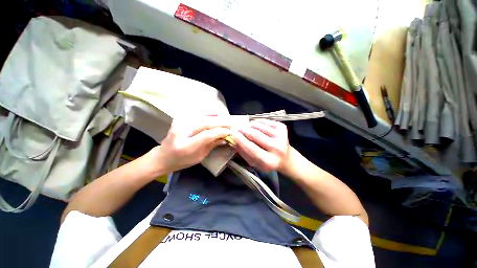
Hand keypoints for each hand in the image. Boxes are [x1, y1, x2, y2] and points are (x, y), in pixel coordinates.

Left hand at [150, 116, 230, 173]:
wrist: (163, 157)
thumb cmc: (182, 161)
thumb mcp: (199, 157)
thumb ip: (212, 145)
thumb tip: (225, 138)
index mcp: (187, 146)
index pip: (207, 135)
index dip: (220, 132)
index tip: (230, 131)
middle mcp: (181, 132)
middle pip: (205, 124)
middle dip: (220, 124)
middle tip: (230, 123)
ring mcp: (179, 124)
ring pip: (201, 116)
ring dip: (214, 116)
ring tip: (224, 117)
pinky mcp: (179, 120)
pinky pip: (195, 114)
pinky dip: (206, 113)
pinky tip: (214, 114)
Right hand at [231, 119, 290, 171]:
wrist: (286, 157)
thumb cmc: (267, 162)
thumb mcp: (254, 162)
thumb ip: (243, 152)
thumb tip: (233, 141)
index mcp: (269, 161)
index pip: (251, 148)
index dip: (240, 140)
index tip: (232, 133)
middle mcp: (277, 148)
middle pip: (255, 135)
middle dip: (243, 130)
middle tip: (236, 128)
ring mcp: (281, 136)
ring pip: (259, 126)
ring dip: (249, 125)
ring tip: (245, 128)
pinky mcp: (282, 128)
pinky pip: (265, 121)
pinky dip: (257, 123)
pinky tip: (255, 127)